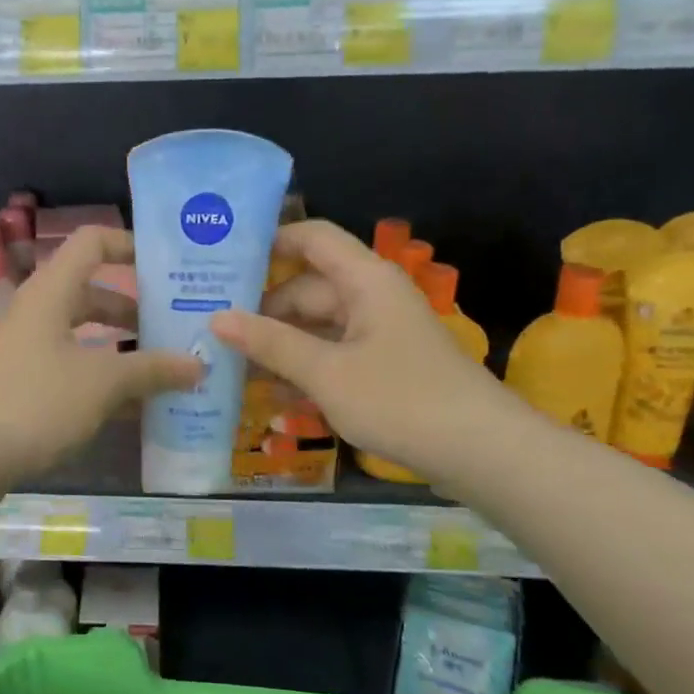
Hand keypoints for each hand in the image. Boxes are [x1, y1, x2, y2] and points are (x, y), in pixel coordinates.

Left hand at [0, 227, 202, 495]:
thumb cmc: (36, 400)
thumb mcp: (102, 382)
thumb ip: (152, 369)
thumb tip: (198, 364)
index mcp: (53, 291)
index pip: (93, 242)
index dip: (130, 245)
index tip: (169, 265)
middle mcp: (41, 311)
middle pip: (95, 293)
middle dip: (138, 309)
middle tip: (180, 325)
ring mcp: (31, 347)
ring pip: (87, 334)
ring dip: (125, 347)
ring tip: (168, 366)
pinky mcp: (27, 381)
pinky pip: (76, 366)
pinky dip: (105, 377)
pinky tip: (138, 404)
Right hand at [209, 220, 506, 479]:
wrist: (484, 454)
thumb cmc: (402, 400)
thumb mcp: (327, 373)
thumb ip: (270, 344)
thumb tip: (216, 318)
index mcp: (364, 281)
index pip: (311, 238)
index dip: (269, 241)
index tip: (222, 259)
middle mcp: (371, 298)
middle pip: (306, 289)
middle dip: (261, 310)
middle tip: (209, 330)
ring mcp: (379, 334)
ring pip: (317, 327)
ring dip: (279, 346)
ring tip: (228, 365)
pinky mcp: (383, 368)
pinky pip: (333, 356)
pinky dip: (304, 369)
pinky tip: (269, 395)